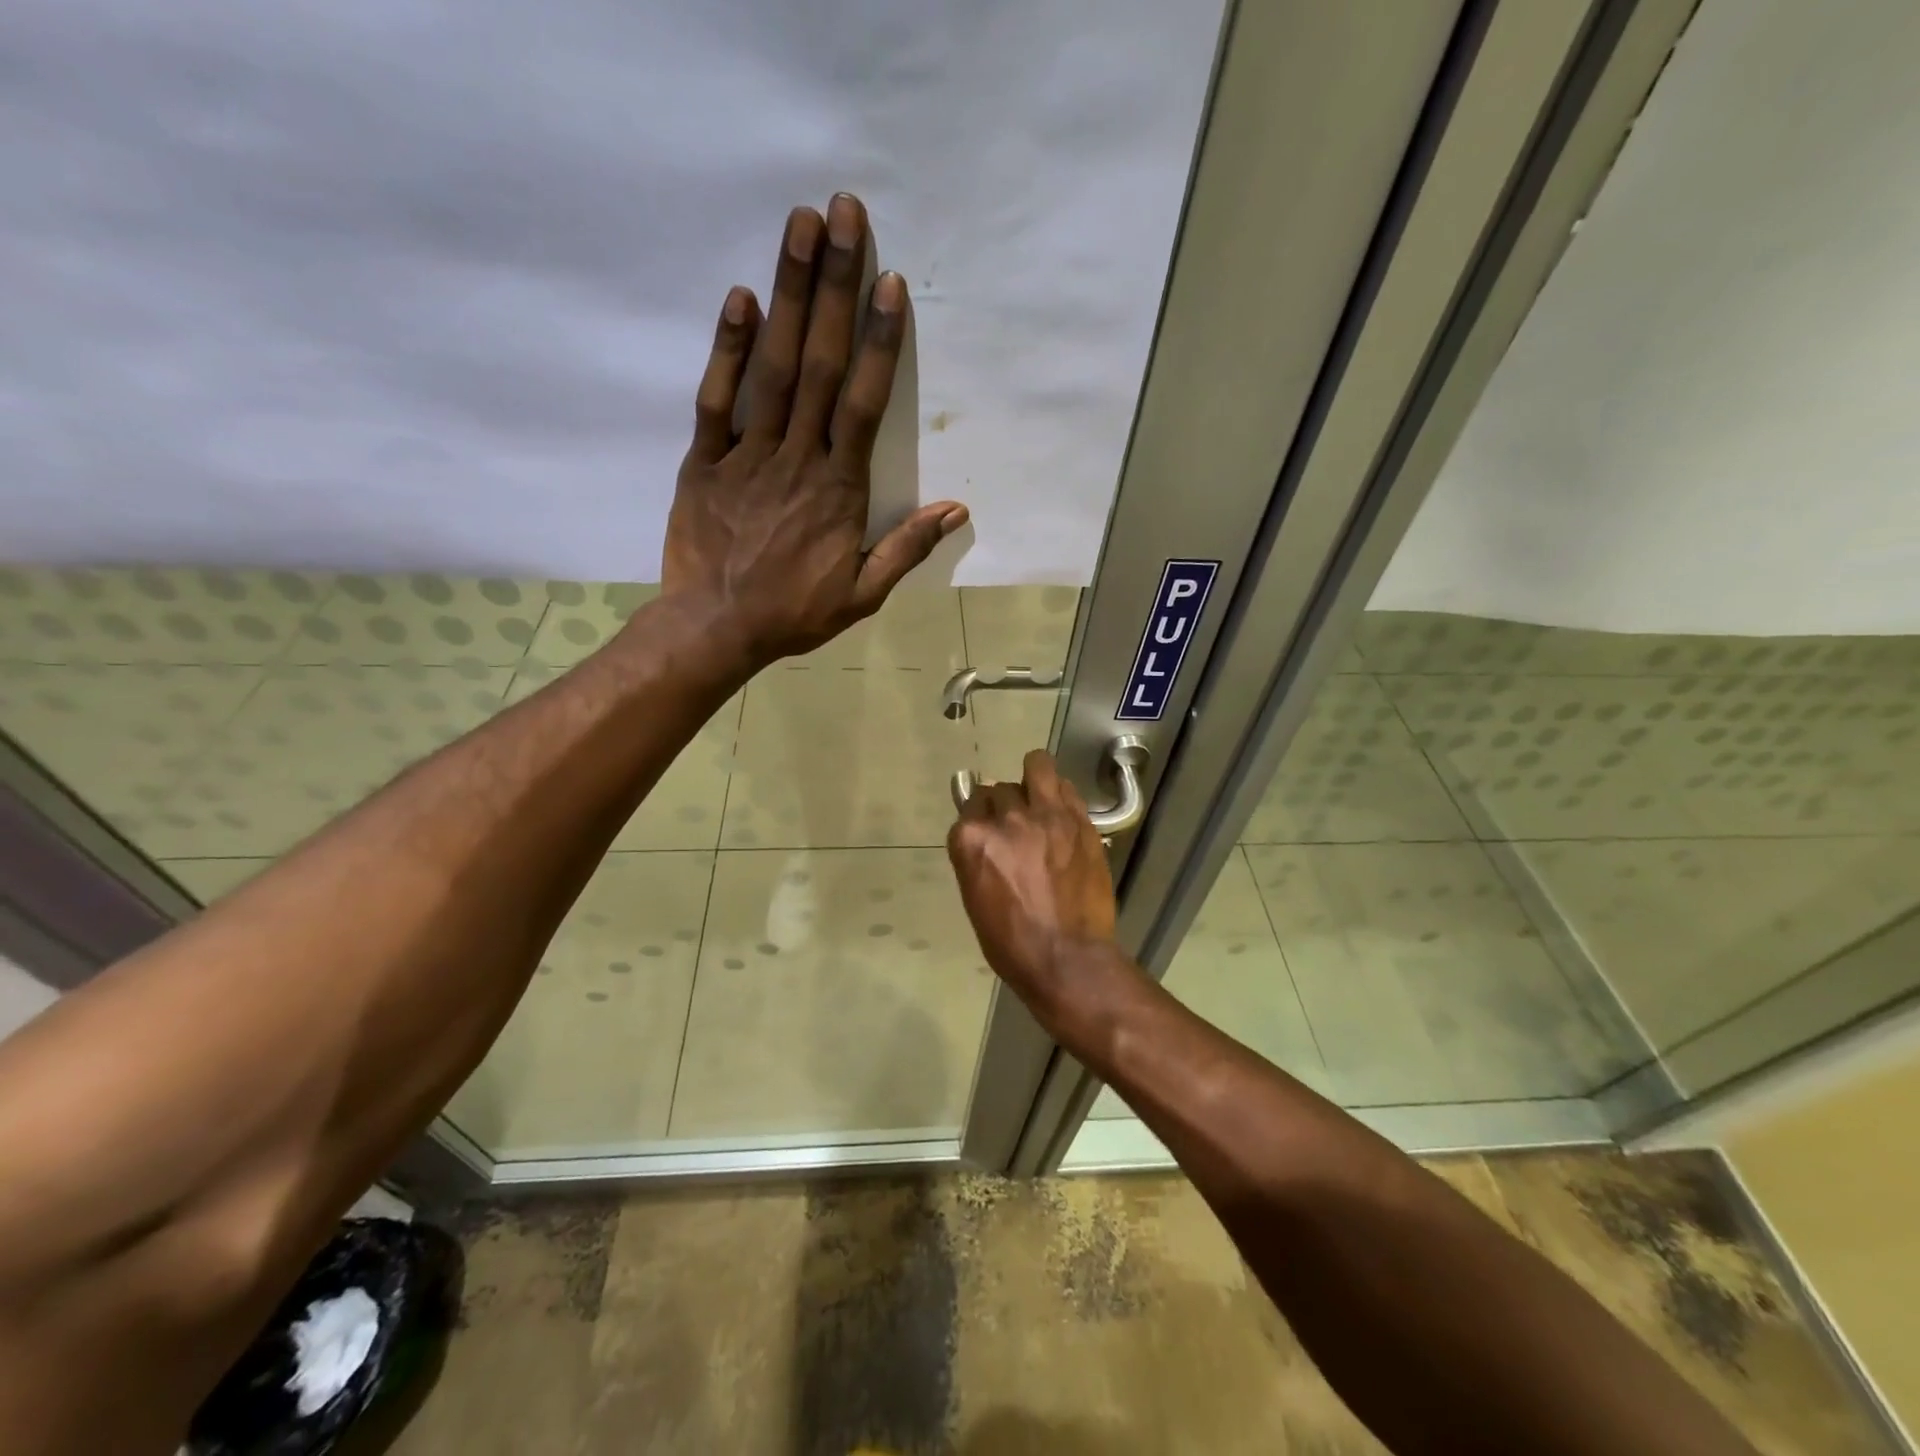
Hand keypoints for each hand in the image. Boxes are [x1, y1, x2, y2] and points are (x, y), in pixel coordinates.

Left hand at [661, 193, 968, 664]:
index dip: (878, 343)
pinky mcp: (704, 461)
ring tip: (799, 227)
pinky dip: (727, 349)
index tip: (889, 285)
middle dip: (834, 287)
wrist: (716, 629)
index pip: (864, 403)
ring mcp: (747, 454)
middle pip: (819, 364)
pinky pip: (715, 399)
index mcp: (838, 489)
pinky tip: (740, 298)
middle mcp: (797, 458)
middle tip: (843, 214)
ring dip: (787, 294)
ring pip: (772, 367)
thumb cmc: (794, 613)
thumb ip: (906, 549)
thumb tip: (956, 510)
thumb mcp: (862, 594)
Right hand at [947, 749, 1122, 1025]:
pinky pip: (1066, 787)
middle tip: (1016, 826)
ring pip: (1037, 766)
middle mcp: (1007, 819)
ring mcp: (1047, 817)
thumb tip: (981, 830)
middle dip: (1005, 805)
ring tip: (1039, 795)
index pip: (970, 805)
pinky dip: (1059, 794)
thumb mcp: (975, 896)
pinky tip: (1061, 811)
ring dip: (1033, 777)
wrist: (1066, 959)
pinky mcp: (1080, 822)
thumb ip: (976, 854)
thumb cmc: (1011, 941)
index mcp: (972, 840)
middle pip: (1000, 790)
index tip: (988, 830)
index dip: (980, 818)